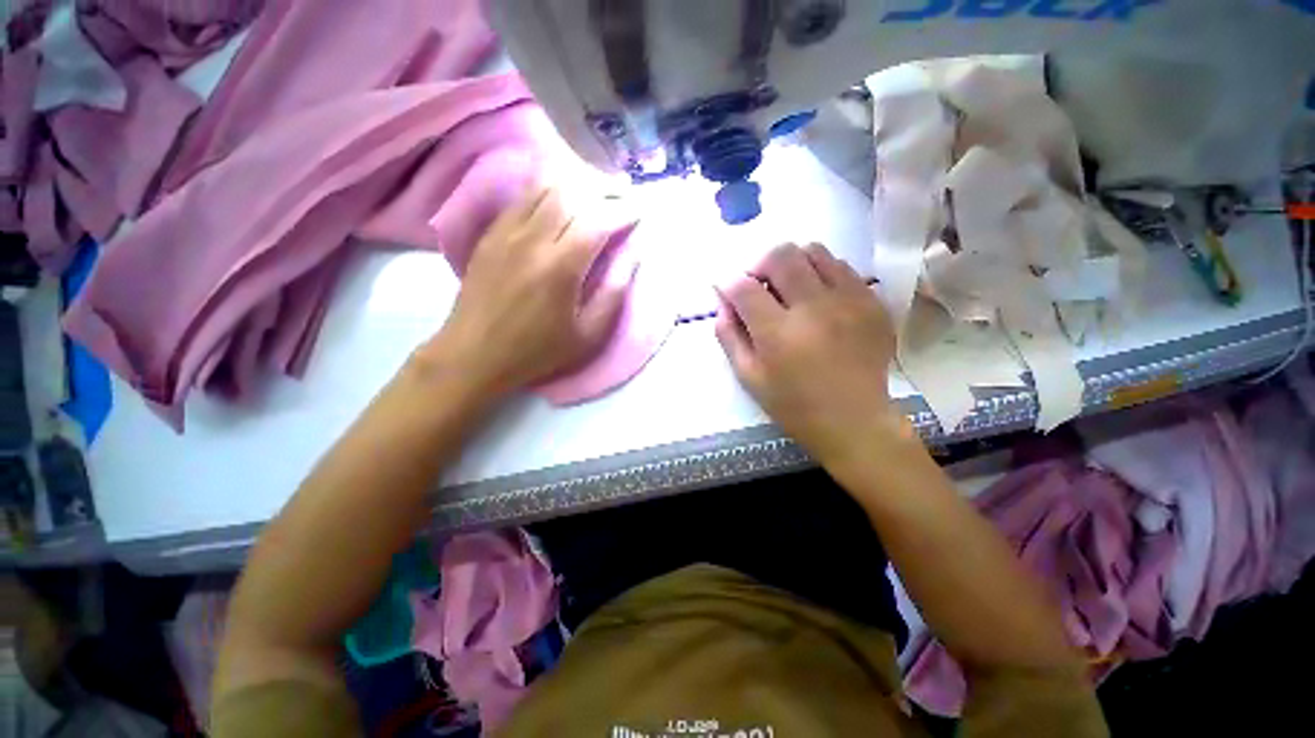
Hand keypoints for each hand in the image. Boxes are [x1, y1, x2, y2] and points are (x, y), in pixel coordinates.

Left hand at [420, 186, 633, 400]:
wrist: (472, 355)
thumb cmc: (537, 352)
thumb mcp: (588, 336)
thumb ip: (613, 294)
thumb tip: (632, 255)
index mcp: (560, 267)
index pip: (598, 220)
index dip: (625, 210)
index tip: (642, 210)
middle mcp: (532, 239)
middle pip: (573, 192)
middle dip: (606, 188)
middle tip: (626, 195)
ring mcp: (506, 232)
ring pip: (546, 186)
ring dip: (578, 182)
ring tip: (599, 190)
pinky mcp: (491, 233)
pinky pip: (523, 196)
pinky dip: (549, 188)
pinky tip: (562, 195)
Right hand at [716, 243, 904, 468]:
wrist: (854, 420)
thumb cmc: (793, 405)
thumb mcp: (748, 377)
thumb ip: (729, 335)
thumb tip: (722, 300)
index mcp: (778, 334)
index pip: (743, 286)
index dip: (730, 285)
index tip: (731, 294)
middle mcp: (814, 308)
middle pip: (780, 255)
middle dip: (760, 265)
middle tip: (760, 287)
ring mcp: (848, 301)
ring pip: (813, 251)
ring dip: (793, 263)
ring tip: (790, 287)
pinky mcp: (872, 302)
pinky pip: (842, 266)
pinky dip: (821, 273)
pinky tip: (818, 297)